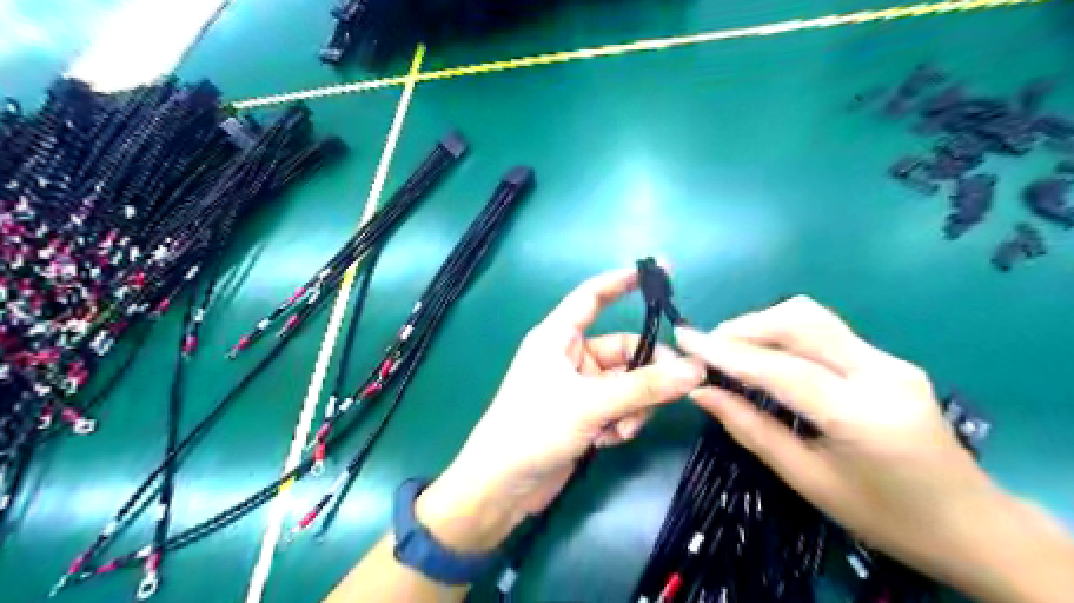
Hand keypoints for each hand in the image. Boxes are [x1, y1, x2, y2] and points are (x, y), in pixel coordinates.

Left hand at [418, 269, 705, 550]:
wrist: (502, 487)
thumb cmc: (534, 429)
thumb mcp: (591, 404)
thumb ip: (644, 387)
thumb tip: (696, 370)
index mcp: (558, 337)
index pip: (593, 296)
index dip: (623, 281)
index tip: (661, 271)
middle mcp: (570, 356)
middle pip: (624, 349)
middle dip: (646, 374)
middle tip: (672, 391)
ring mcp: (578, 386)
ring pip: (627, 383)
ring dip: (634, 405)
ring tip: (622, 429)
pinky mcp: (584, 414)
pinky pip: (619, 406)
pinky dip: (622, 421)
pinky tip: (608, 441)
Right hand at [669, 296, 998, 588]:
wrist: (971, 524)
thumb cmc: (884, 516)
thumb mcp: (808, 480)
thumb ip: (750, 429)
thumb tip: (700, 393)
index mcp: (862, 414)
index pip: (780, 368)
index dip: (725, 352)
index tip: (684, 338)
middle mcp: (881, 372)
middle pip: (799, 320)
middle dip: (744, 326)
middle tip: (708, 347)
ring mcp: (889, 360)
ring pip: (812, 317)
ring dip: (763, 324)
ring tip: (730, 349)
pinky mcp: (888, 359)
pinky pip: (824, 331)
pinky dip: (784, 334)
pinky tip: (766, 356)